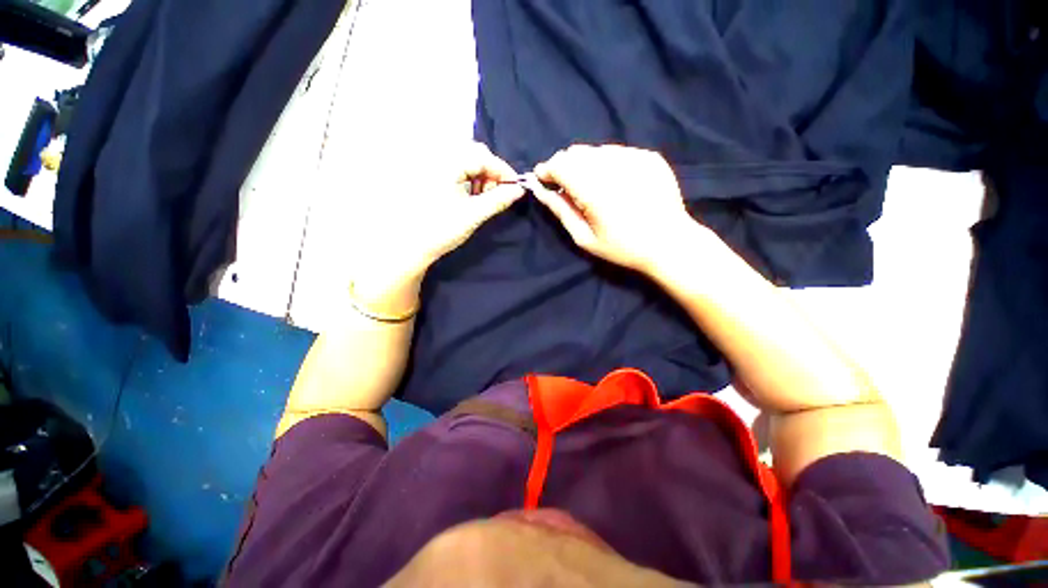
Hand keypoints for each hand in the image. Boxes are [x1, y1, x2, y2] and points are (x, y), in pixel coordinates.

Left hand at [350, 142, 523, 311]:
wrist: (412, 245)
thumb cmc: (442, 229)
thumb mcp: (474, 214)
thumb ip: (498, 200)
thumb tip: (519, 190)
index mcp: (447, 163)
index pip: (483, 157)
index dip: (503, 170)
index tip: (516, 187)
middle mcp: (439, 158)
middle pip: (475, 154)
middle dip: (491, 173)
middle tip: (496, 195)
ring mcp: (434, 167)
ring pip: (467, 162)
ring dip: (481, 177)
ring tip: (483, 199)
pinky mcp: (433, 177)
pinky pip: (458, 170)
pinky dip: (470, 181)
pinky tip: (471, 197)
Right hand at [532, 145, 692, 273]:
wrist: (669, 243)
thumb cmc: (622, 247)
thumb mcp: (585, 237)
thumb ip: (560, 210)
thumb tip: (540, 190)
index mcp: (594, 190)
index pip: (560, 164)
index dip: (547, 171)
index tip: (545, 181)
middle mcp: (613, 166)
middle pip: (576, 152)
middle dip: (565, 167)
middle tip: (569, 188)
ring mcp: (634, 157)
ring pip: (595, 150)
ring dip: (586, 165)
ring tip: (593, 187)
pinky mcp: (649, 156)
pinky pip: (617, 152)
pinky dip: (607, 163)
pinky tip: (615, 183)